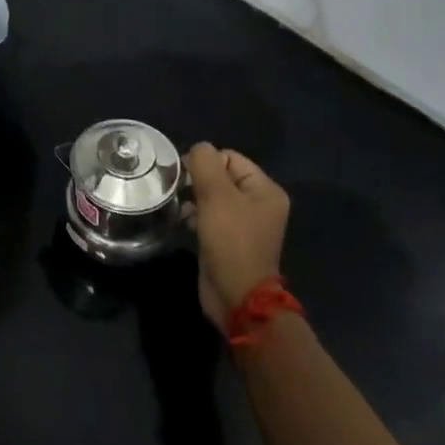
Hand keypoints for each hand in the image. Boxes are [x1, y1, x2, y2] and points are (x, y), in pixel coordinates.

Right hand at [186, 144, 289, 326]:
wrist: (236, 296)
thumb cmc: (230, 240)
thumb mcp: (217, 195)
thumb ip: (205, 163)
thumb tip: (198, 149)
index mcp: (265, 189)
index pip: (229, 157)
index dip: (205, 162)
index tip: (184, 175)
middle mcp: (259, 203)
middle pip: (221, 176)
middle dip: (198, 180)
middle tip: (179, 190)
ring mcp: (245, 223)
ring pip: (213, 196)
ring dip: (194, 197)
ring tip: (179, 206)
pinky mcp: (229, 239)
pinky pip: (210, 216)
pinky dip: (196, 215)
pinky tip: (183, 221)